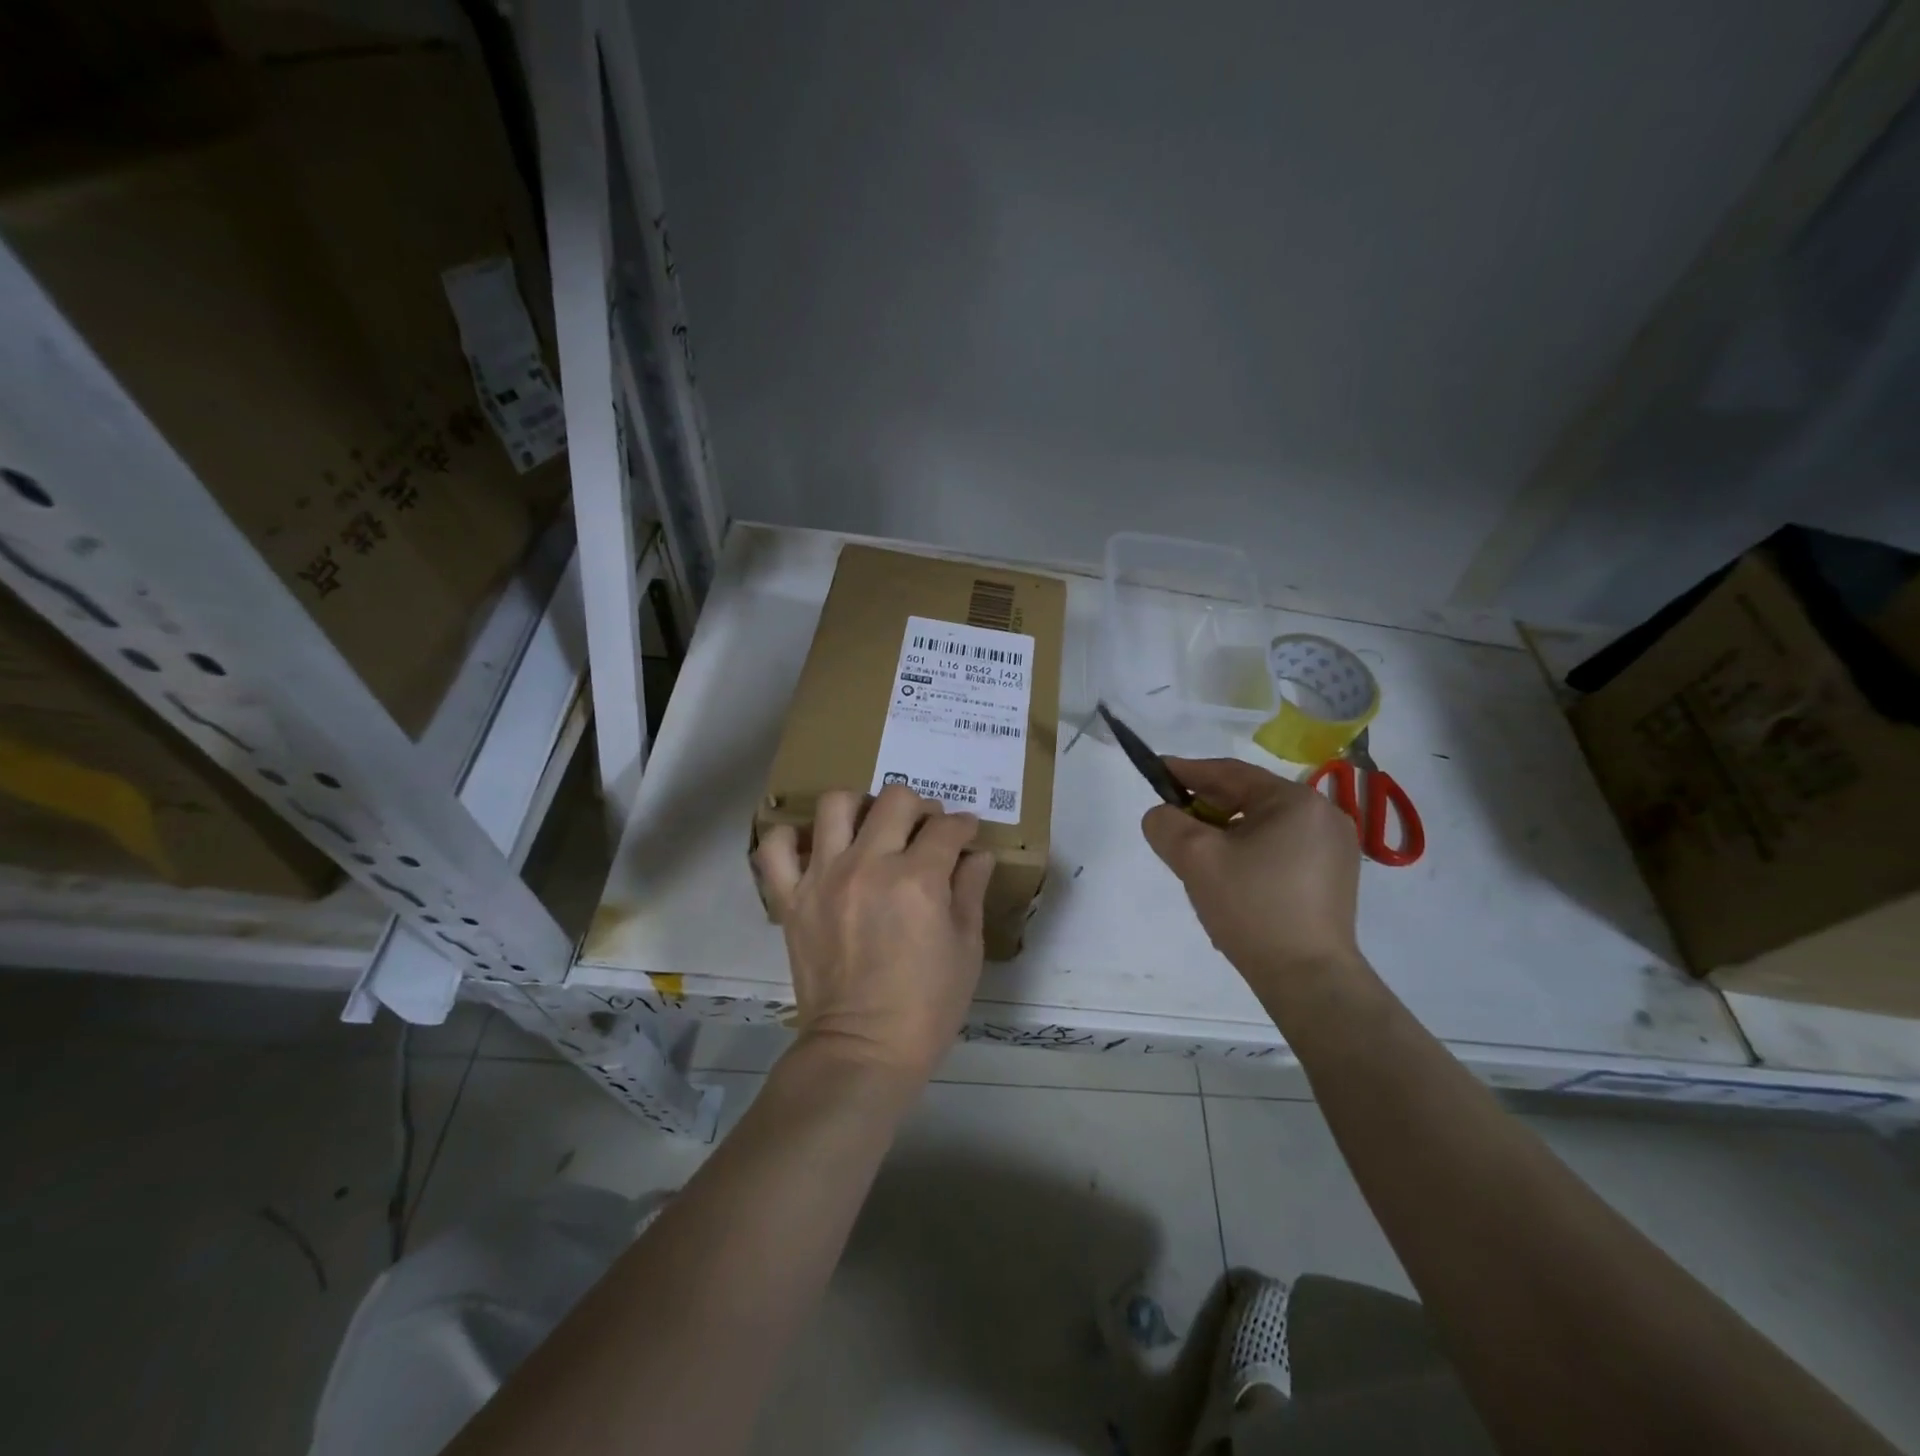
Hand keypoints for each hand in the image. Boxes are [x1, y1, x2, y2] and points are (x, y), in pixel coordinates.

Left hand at [755, 784, 995, 1083]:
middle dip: (921, 808)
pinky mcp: (791, 897)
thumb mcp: (967, 949)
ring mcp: (824, 877)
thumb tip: (978, 854)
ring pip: (836, 804)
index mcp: (919, 879)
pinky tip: (814, 848)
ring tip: (870, 830)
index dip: (964, 826)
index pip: (947, 828)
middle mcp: (870, 865)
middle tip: (924, 831)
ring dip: (860, 807)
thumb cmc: (927, 1005)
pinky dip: (790, 837)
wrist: (863, 1049)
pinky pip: (775, 847)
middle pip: (896, 799)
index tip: (965, 835)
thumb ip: (971, 891)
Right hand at [1141, 758, 1361, 991]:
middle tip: (1172, 818)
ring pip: (1264, 825)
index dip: (1188, 771)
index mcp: (1296, 801)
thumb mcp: (1196, 858)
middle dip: (1206, 806)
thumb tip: (1162, 815)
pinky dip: (1250, 851)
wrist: (1308, 979)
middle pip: (1250, 798)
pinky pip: (1281, 849)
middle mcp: (1324, 816)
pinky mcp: (1334, 879)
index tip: (1157, 770)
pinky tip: (1230, 874)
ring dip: (1227, 831)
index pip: (1230, 773)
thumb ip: (1166, 824)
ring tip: (1197, 851)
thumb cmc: (1252, 908)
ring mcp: (1335, 849)